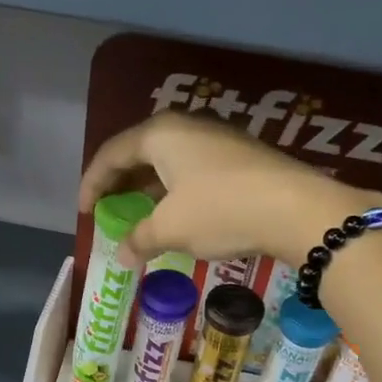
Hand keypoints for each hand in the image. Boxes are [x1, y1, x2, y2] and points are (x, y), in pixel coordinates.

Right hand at [78, 112, 366, 266]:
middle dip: (119, 183)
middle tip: (107, 210)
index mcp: (160, 134)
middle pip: (138, 152)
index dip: (92, 183)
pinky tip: (176, 214)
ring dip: (147, 188)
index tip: (84, 212)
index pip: (111, 153)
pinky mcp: (239, 156)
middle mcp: (186, 127)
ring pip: (167, 161)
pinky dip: (174, 190)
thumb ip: (139, 238)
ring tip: (138, 215)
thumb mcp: (171, 229)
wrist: (297, 209)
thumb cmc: (220, 210)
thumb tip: (122, 254)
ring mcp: (216, 138)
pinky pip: (191, 169)